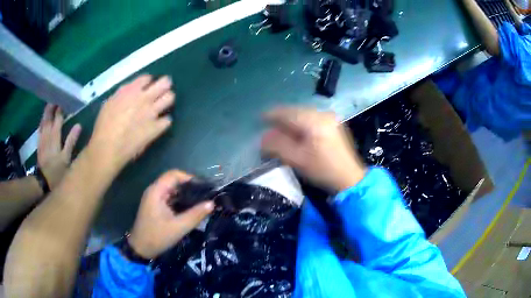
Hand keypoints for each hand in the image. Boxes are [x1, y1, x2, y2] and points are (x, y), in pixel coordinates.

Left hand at [37, 104, 81, 188]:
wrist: (44, 182)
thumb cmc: (57, 171)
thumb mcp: (66, 158)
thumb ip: (71, 141)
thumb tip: (78, 124)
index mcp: (55, 137)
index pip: (58, 118)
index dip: (60, 109)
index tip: (64, 101)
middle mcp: (47, 135)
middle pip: (49, 117)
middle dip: (52, 107)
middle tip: (55, 98)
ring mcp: (42, 139)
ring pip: (43, 121)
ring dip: (46, 113)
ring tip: (49, 105)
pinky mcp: (39, 144)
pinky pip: (40, 129)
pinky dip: (42, 122)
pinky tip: (43, 120)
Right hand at [87, 75, 174, 171]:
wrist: (108, 148)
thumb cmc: (104, 125)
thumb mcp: (110, 102)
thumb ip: (123, 93)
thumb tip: (132, 90)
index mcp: (131, 90)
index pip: (147, 78)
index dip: (147, 82)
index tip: (146, 87)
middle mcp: (144, 98)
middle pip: (164, 83)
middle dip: (164, 84)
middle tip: (162, 90)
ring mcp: (152, 113)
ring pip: (169, 98)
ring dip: (166, 99)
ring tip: (161, 105)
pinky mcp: (156, 128)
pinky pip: (168, 120)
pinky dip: (164, 121)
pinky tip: (158, 124)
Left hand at [128, 170, 214, 258]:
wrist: (141, 249)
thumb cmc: (157, 237)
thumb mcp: (178, 227)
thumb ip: (195, 215)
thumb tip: (212, 203)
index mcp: (156, 191)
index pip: (174, 174)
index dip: (189, 178)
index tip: (203, 188)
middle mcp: (154, 191)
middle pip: (173, 181)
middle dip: (189, 187)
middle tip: (205, 196)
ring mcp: (154, 198)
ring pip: (172, 190)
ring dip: (185, 195)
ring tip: (200, 202)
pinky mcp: (155, 206)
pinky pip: (169, 198)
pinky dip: (180, 201)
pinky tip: (189, 209)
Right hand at [262, 107, 366, 191]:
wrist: (349, 178)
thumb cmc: (322, 170)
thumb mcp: (296, 160)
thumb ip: (277, 146)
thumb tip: (263, 136)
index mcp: (313, 121)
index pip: (287, 112)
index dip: (271, 115)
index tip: (259, 119)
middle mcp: (322, 114)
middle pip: (295, 111)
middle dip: (281, 120)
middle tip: (270, 130)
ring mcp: (329, 117)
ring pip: (303, 115)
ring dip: (291, 122)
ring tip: (281, 133)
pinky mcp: (333, 123)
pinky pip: (311, 119)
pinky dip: (301, 124)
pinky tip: (297, 134)